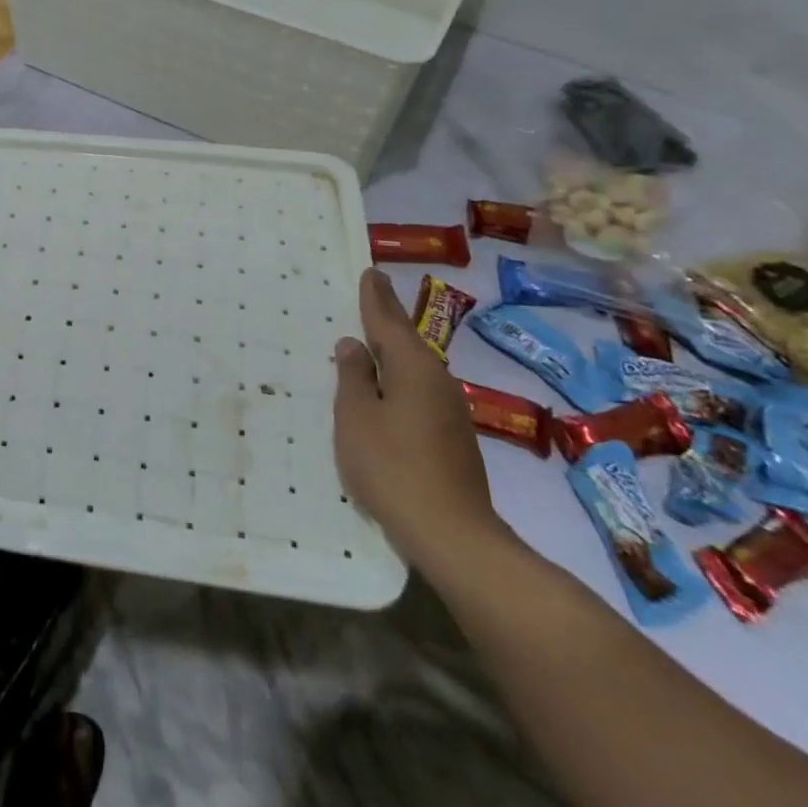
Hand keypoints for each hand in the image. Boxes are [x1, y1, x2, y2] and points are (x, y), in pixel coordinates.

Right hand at [331, 268, 507, 574]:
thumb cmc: (392, 466)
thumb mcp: (357, 417)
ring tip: (372, 338)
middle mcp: (437, 380)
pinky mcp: (453, 437)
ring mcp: (450, 410)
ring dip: (394, 350)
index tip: (370, 272)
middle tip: (372, 293)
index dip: (376, 297)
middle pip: (407, 340)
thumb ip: (354, 377)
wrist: (452, 534)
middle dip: (387, 318)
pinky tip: (388, 388)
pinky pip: (420, 391)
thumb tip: (354, 345)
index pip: (388, 321)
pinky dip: (401, 378)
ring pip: (415, 367)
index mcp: (413, 367)